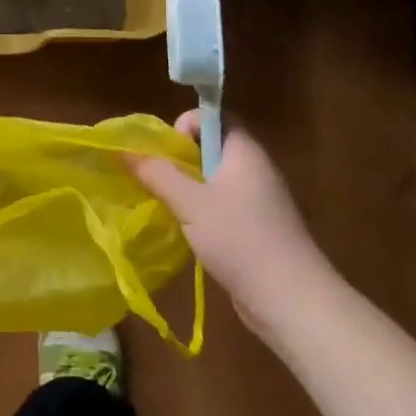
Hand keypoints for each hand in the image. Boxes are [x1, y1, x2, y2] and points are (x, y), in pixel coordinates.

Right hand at [131, 111, 333, 337]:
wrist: (290, 300)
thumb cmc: (240, 239)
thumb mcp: (190, 203)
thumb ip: (157, 173)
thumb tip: (124, 150)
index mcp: (244, 152)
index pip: (214, 116)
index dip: (186, 125)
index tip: (167, 153)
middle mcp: (254, 169)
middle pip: (210, 147)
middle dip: (179, 159)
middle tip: (158, 182)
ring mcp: (257, 200)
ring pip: (213, 179)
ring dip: (186, 188)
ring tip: (167, 207)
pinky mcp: (256, 228)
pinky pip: (221, 205)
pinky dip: (200, 211)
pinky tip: (187, 232)